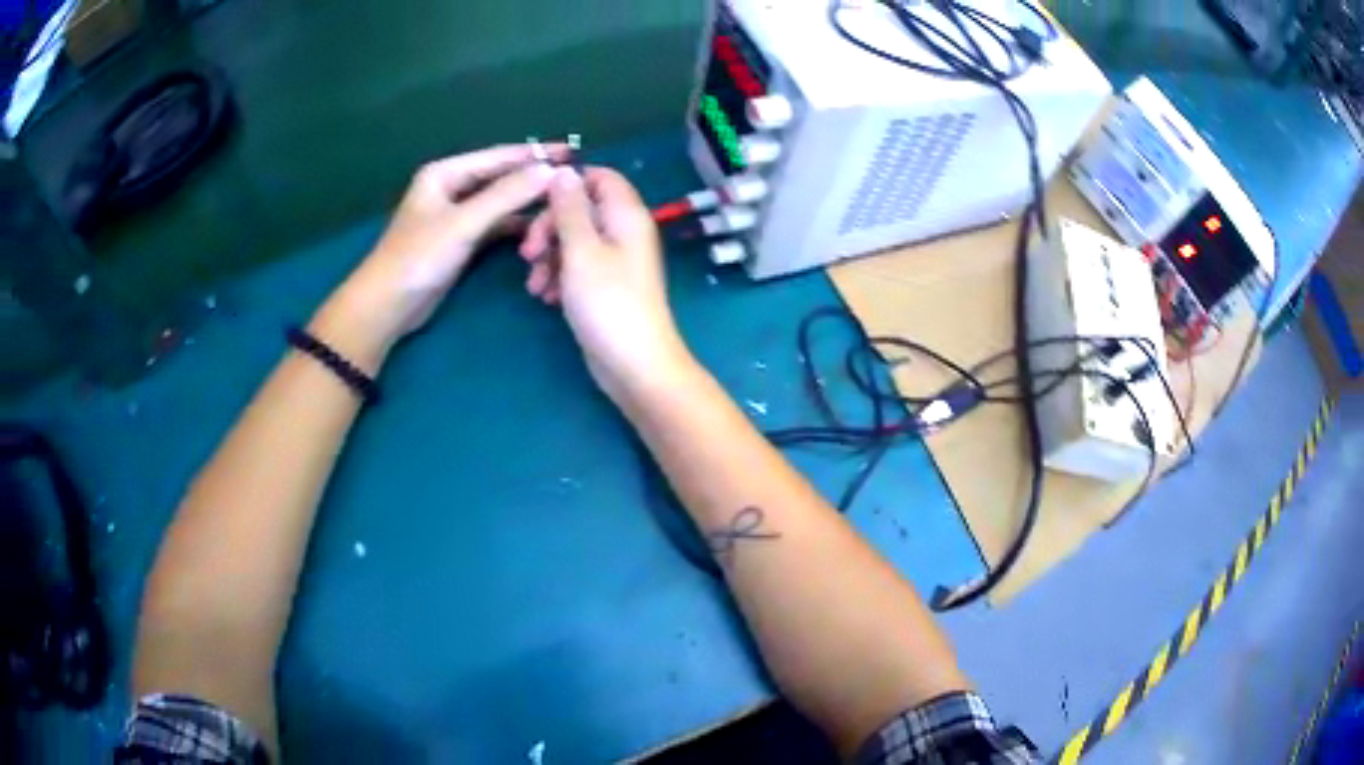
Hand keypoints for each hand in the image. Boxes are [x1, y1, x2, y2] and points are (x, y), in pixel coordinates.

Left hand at [318, 144, 567, 366]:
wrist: (387, 305)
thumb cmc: (418, 258)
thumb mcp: (464, 223)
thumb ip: (507, 196)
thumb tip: (551, 171)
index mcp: (445, 173)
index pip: (498, 157)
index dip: (535, 153)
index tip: (572, 150)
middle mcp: (451, 188)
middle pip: (500, 177)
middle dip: (533, 176)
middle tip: (574, 175)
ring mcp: (455, 215)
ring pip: (499, 202)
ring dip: (526, 202)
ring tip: (563, 200)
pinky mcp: (460, 240)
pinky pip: (495, 225)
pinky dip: (515, 225)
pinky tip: (539, 227)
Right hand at [519, 167, 692, 399]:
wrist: (633, 364)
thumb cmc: (607, 303)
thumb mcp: (581, 250)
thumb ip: (569, 209)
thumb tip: (563, 171)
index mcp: (626, 215)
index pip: (600, 178)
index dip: (567, 184)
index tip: (536, 202)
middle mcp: (624, 232)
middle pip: (581, 210)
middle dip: (549, 228)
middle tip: (528, 254)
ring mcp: (615, 261)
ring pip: (575, 241)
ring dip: (549, 257)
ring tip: (534, 286)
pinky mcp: (605, 287)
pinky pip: (578, 268)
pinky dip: (559, 277)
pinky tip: (545, 298)